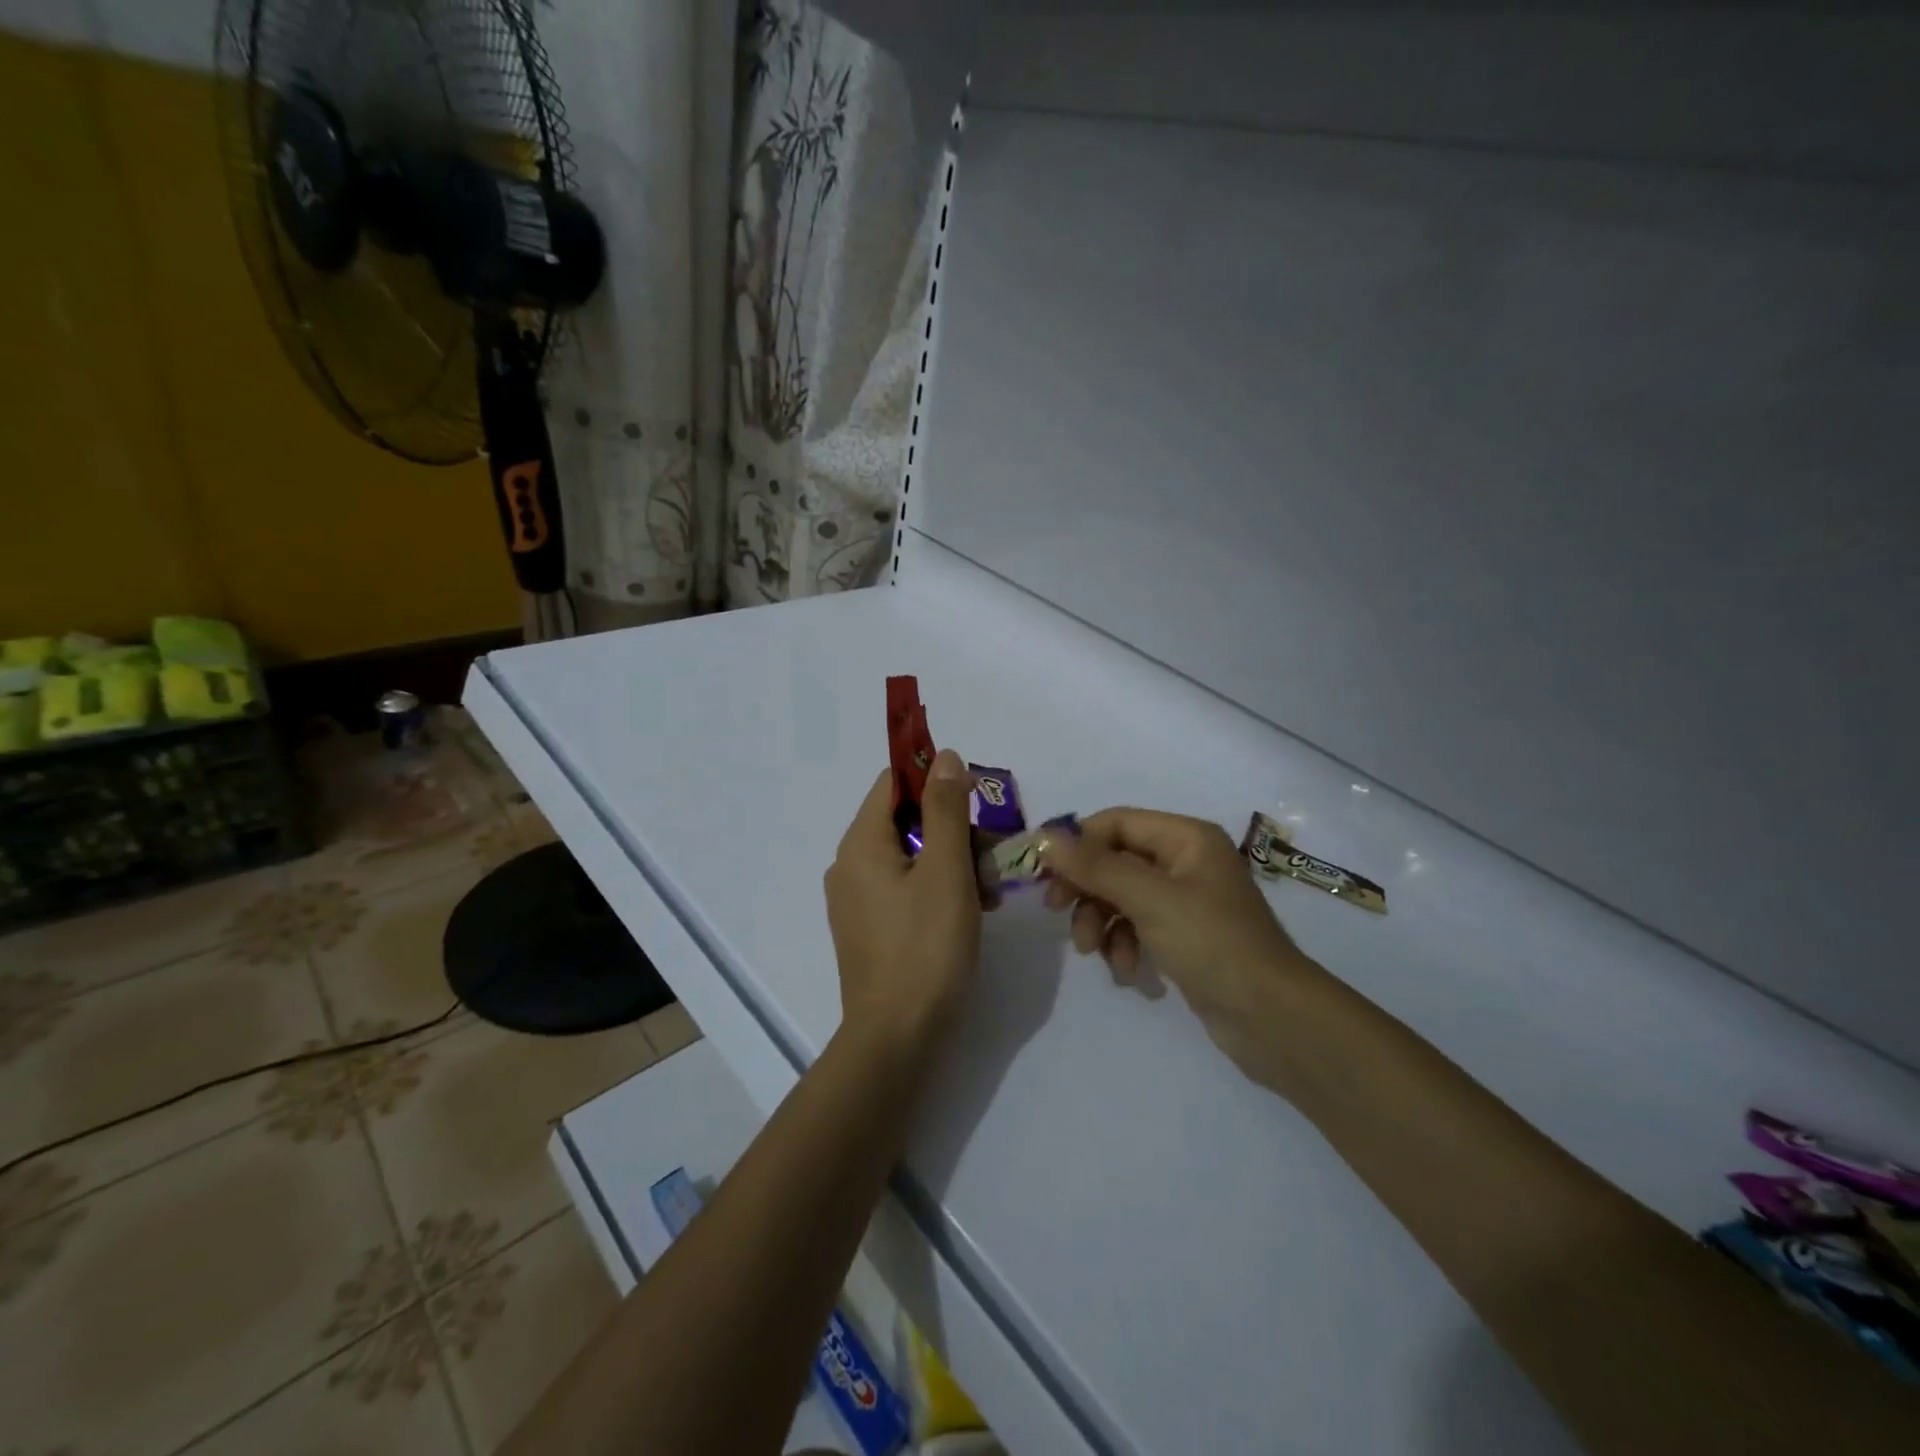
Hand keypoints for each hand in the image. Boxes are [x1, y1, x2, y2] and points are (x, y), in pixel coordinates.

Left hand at [824, 749, 982, 1050]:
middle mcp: (850, 865)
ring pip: (912, 858)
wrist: (897, 1038)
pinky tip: (970, 913)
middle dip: (954, 833)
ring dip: (953, 864)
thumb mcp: (946, 870)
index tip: (977, 807)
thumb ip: (946, 809)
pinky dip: (938, 890)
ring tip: (987, 896)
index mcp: (861, 843)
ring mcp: (857, 900)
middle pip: (907, 822)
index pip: (895, 784)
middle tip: (992, 862)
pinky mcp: (869, 929)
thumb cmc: (925, 946)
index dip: (937, 785)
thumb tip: (944, 757)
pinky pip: (905, 889)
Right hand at [1042, 809, 1330, 1086]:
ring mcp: (1185, 900)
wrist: (1272, 1019)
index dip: (1077, 843)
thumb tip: (1044, 839)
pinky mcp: (1184, 936)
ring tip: (1093, 952)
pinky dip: (1124, 944)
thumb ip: (1094, 867)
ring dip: (1101, 921)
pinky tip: (1128, 971)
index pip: (1116, 823)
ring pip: (1121, 896)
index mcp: (1186, 838)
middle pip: (1115, 860)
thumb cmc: (1212, 943)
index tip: (1043, 872)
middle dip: (1086, 888)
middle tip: (1055, 911)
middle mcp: (1185, 860)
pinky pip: (1137, 926)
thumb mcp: (1149, 898)